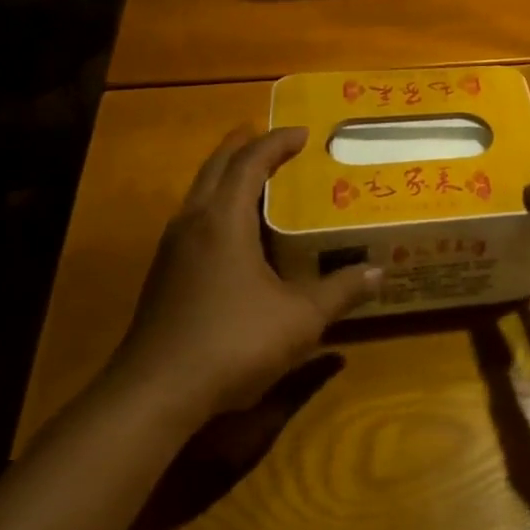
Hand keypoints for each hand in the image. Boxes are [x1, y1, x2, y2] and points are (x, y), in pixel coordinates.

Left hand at [108, 125, 378, 428]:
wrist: (152, 396)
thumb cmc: (232, 342)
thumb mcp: (300, 318)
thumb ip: (340, 291)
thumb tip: (378, 272)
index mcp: (223, 220)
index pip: (250, 162)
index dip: (277, 142)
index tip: (304, 134)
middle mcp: (193, 223)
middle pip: (217, 167)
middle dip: (246, 147)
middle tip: (277, 142)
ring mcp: (172, 250)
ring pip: (200, 193)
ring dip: (228, 176)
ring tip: (260, 180)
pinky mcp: (164, 276)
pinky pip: (194, 220)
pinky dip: (218, 206)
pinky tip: (237, 234)